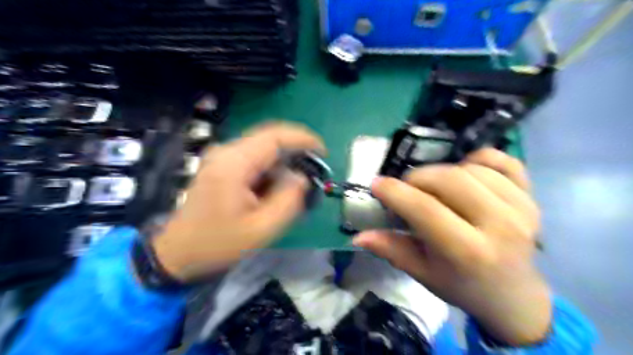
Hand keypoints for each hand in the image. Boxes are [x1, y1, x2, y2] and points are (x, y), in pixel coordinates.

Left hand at [151, 124, 322, 280]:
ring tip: (295, 186)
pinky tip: (275, 189)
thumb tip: (301, 177)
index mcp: (235, 164)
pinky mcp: (221, 166)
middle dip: (296, 151)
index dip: (303, 139)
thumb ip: (289, 200)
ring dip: (283, 162)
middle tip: (313, 171)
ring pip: (263, 148)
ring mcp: (221, 158)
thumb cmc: (218, 244)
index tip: (322, 152)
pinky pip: (253, 159)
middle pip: (269, 138)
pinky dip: (271, 169)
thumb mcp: (262, 229)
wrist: (178, 253)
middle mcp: (226, 152)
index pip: (275, 136)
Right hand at [354, 149, 552, 344]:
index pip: (425, 209)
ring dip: (443, 171)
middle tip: (406, 189)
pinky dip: (477, 159)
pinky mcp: (531, 196)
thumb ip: (391, 250)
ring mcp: (521, 208)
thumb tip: (358, 236)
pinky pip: (502, 160)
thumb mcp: (422, 273)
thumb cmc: (461, 286)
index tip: (377, 184)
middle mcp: (500, 226)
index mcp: (469, 252)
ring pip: (470, 168)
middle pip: (449, 180)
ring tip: (434, 188)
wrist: (513, 295)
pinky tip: (465, 172)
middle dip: (417, 178)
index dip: (395, 192)